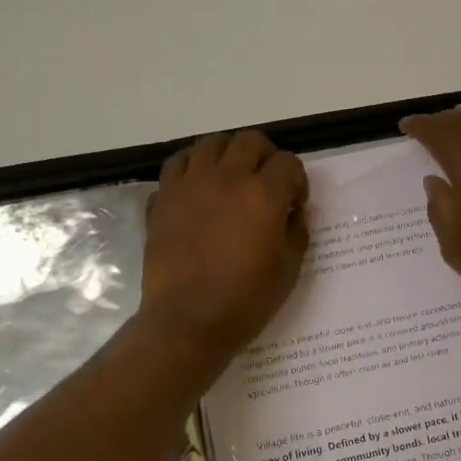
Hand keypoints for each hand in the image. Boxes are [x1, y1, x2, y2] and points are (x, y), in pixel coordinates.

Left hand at [138, 130, 309, 359]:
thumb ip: (295, 231)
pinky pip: (177, 164)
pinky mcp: (163, 198)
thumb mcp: (289, 269)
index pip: (288, 162)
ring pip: (210, 143)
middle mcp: (227, 178)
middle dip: (265, 156)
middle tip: (265, 183)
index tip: (294, 204)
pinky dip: (191, 168)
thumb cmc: (246, 300)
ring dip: (226, 154)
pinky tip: (197, 188)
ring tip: (229, 178)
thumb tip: (290, 213)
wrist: (188, 320)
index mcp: (263, 194)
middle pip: (250, 140)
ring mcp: (190, 184)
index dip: (296, 181)